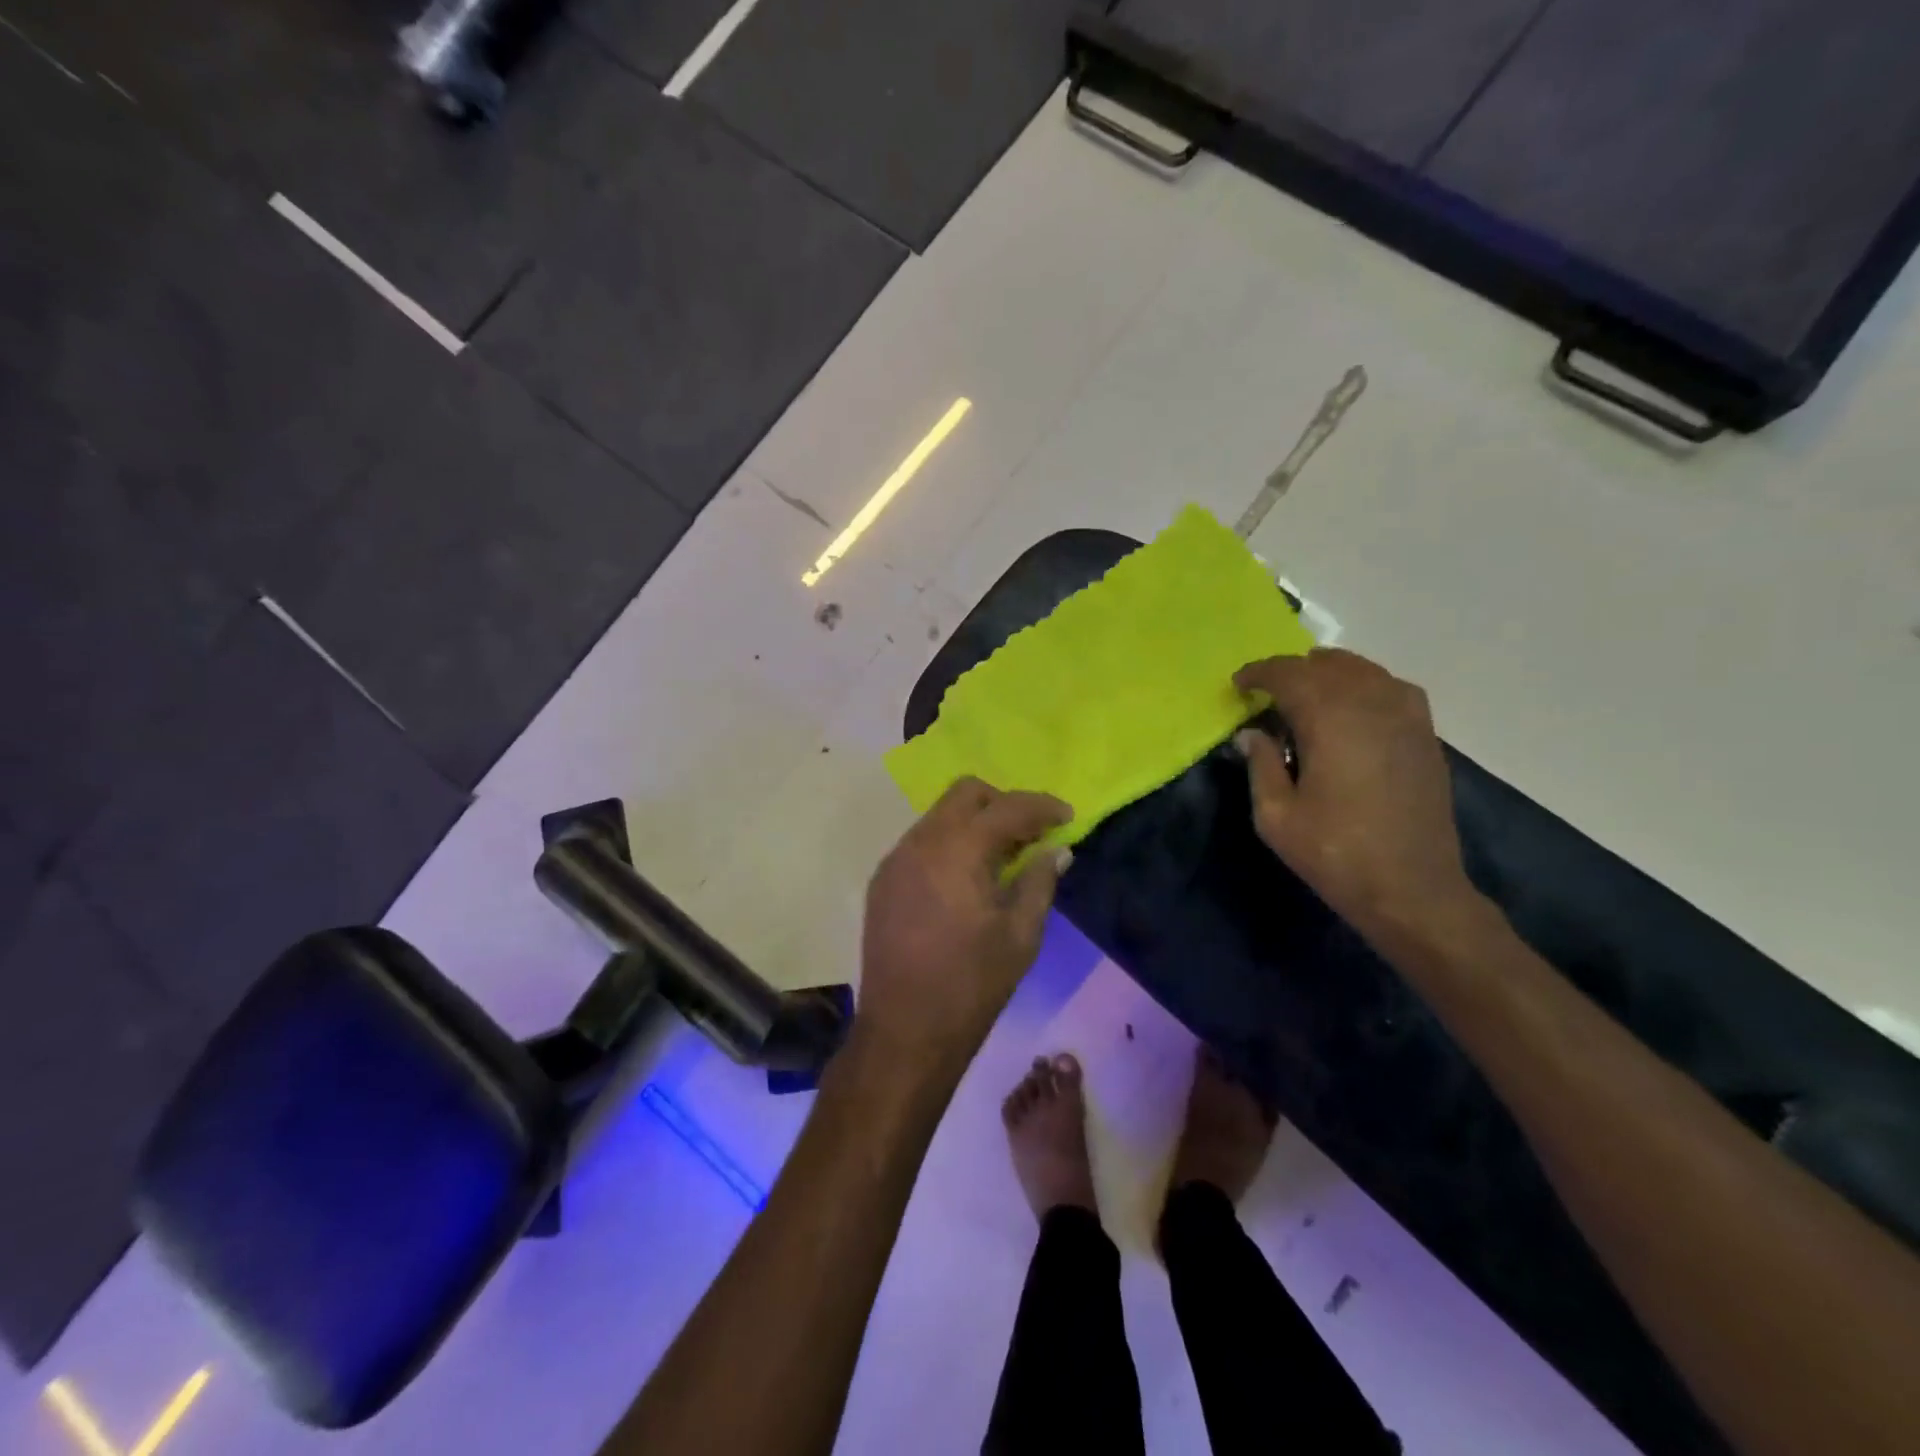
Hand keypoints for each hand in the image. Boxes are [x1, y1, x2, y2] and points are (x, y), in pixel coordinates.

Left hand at [858, 779, 1072, 1075]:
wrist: (904, 1031)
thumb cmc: (971, 985)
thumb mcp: (1021, 935)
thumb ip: (1040, 881)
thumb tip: (1056, 850)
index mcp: (958, 850)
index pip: (1006, 807)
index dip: (1042, 806)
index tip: (1068, 817)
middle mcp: (920, 842)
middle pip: (966, 793)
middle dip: (1003, 803)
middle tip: (1031, 834)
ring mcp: (895, 859)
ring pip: (940, 815)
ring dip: (975, 823)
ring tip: (1002, 858)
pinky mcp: (883, 881)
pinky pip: (922, 841)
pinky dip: (950, 843)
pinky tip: (967, 878)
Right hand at [1234, 649, 1474, 941]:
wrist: (1412, 890)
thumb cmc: (1334, 853)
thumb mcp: (1275, 816)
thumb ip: (1260, 765)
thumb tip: (1251, 733)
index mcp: (1329, 719)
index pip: (1288, 674)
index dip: (1259, 673)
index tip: (1239, 683)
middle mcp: (1371, 705)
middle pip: (1327, 665)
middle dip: (1291, 671)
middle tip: (1267, 690)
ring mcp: (1406, 717)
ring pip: (1364, 670)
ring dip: (1329, 673)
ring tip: (1307, 691)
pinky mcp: (1426, 735)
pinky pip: (1392, 688)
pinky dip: (1364, 685)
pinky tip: (1352, 707)